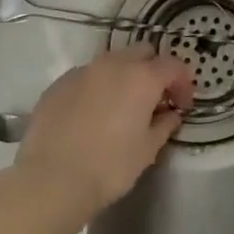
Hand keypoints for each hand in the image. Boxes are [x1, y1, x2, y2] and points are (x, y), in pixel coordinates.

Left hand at [15, 46, 194, 217]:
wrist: (51, 181)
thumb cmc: (109, 167)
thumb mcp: (147, 150)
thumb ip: (164, 125)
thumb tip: (170, 114)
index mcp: (142, 77)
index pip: (173, 66)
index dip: (183, 84)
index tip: (181, 107)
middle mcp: (113, 64)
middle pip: (143, 53)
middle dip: (153, 71)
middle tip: (154, 100)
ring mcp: (82, 72)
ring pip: (112, 62)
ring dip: (124, 77)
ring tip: (121, 107)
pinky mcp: (57, 85)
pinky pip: (86, 77)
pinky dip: (96, 88)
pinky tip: (91, 115)